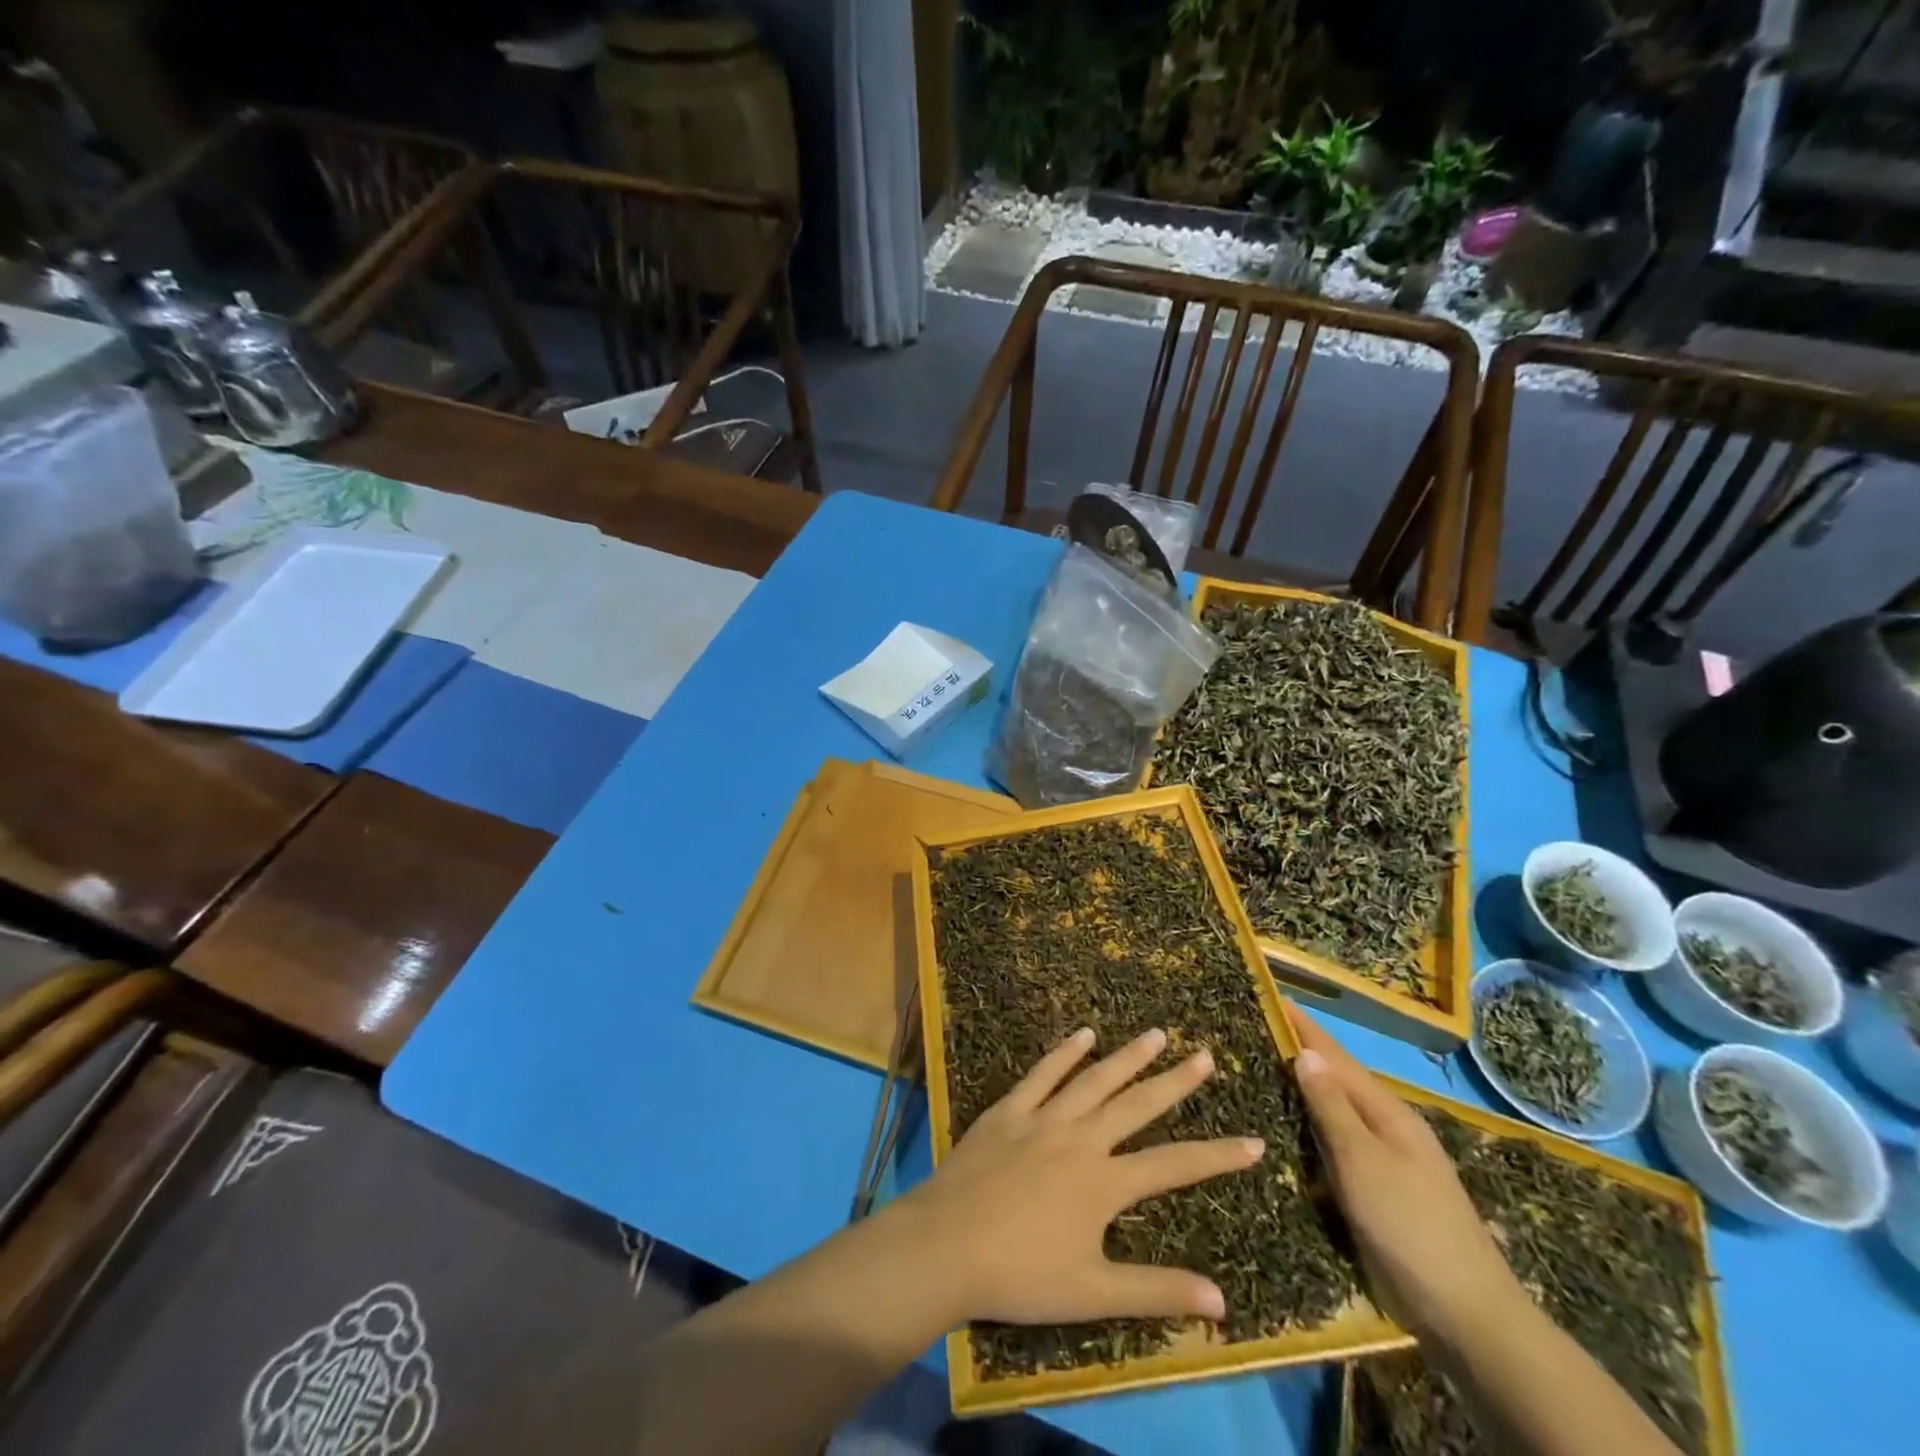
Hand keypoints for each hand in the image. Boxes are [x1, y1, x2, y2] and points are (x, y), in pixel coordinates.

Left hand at [891, 1027, 1264, 1327]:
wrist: (947, 1244)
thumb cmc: (1021, 1274)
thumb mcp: (1094, 1293)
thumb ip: (1156, 1292)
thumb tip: (1222, 1301)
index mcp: (1104, 1183)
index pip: (1174, 1165)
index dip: (1217, 1155)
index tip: (1253, 1141)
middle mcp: (1081, 1139)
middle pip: (1136, 1105)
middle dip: (1175, 1082)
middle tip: (1204, 1054)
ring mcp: (1043, 1118)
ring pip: (1094, 1079)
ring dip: (1127, 1056)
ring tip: (1156, 1033)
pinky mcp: (1009, 1110)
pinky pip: (1042, 1074)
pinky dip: (1064, 1052)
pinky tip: (1083, 1033)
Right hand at [1284, 1003, 1522, 1341]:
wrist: (1467, 1315)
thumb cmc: (1410, 1226)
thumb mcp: (1363, 1161)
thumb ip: (1332, 1107)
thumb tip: (1306, 1052)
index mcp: (1387, 1112)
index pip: (1335, 1057)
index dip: (1303, 1027)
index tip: (1271, 995)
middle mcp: (1387, 1129)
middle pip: (1335, 1081)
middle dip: (1299, 1054)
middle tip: (1255, 1030)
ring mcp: (1385, 1163)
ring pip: (1334, 1114)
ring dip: (1303, 1092)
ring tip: (1262, 1071)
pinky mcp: (1378, 1194)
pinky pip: (1336, 1149)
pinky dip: (1311, 1131)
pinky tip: (1289, 1133)